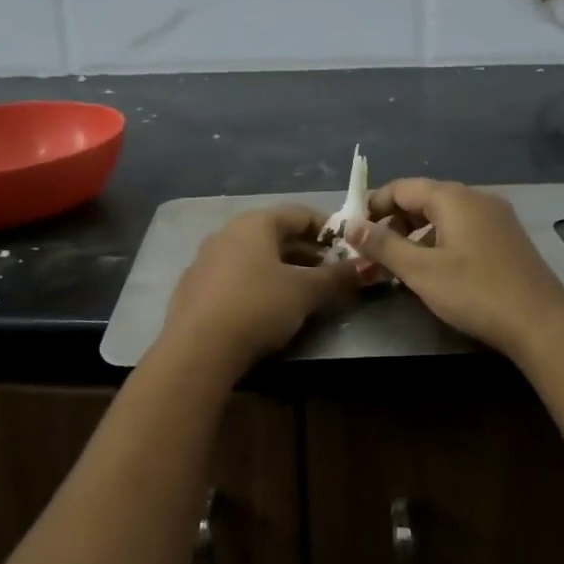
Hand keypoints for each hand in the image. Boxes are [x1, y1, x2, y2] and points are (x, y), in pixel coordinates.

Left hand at [157, 206, 362, 378]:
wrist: (197, 349)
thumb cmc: (258, 306)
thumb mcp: (306, 292)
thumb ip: (338, 277)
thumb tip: (369, 266)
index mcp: (255, 222)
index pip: (300, 214)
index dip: (328, 230)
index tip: (350, 250)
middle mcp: (227, 232)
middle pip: (276, 235)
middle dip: (307, 254)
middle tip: (332, 275)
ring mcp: (206, 259)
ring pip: (255, 257)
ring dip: (282, 270)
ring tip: (304, 294)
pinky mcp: (194, 288)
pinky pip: (235, 277)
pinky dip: (257, 285)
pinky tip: (266, 310)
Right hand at [350, 179, 563, 360]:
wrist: (543, 323)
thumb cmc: (476, 292)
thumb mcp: (421, 271)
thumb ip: (383, 245)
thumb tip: (350, 226)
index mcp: (452, 197)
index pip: (400, 188)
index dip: (373, 206)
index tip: (353, 231)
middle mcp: (475, 197)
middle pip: (422, 198)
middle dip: (393, 222)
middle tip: (373, 252)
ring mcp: (496, 216)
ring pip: (443, 215)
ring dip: (416, 233)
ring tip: (399, 263)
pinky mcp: (507, 237)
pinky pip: (463, 227)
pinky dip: (440, 240)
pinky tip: (436, 268)